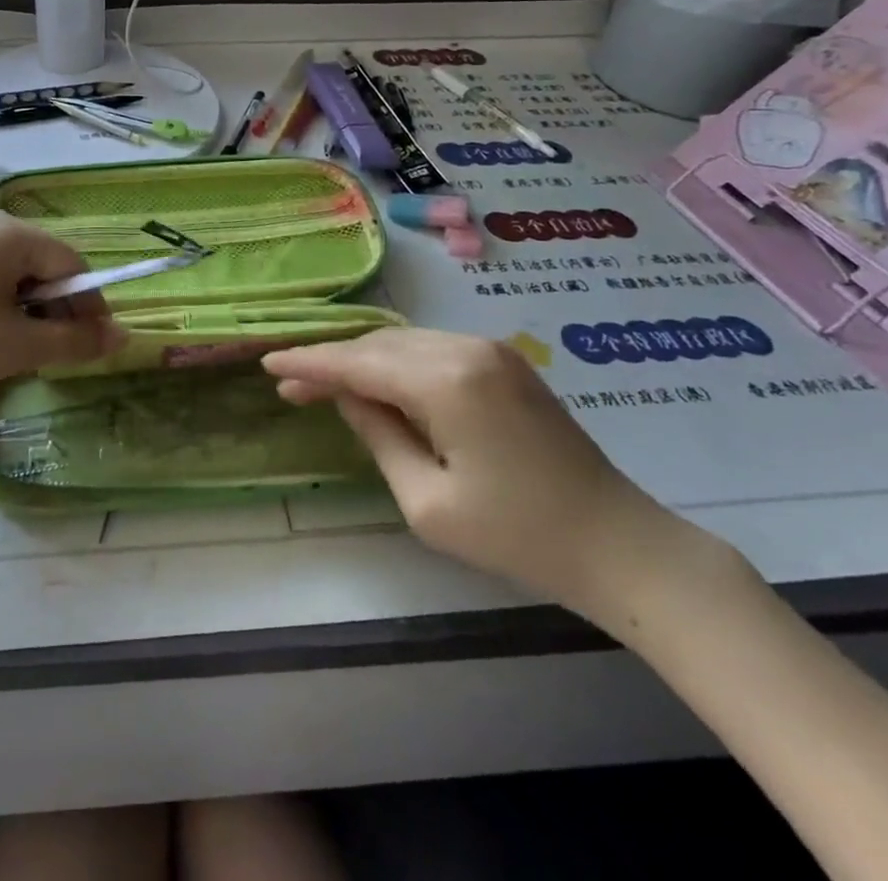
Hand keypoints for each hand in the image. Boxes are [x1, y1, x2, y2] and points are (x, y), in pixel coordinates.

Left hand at [0, 211, 125, 403]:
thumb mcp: (16, 346)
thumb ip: (75, 340)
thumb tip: (123, 337)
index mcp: (10, 233)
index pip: (72, 264)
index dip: (89, 307)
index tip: (94, 348)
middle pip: (44, 266)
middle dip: (56, 311)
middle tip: (53, 356)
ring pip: (16, 276)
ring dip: (28, 313)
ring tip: (18, 352)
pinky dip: (1, 308)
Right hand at [264, 329, 693, 618]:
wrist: (618, 543)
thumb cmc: (518, 536)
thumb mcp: (427, 502)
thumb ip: (378, 436)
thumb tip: (348, 397)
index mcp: (445, 381)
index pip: (358, 363)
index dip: (310, 363)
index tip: (269, 364)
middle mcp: (465, 348)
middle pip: (379, 345)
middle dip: (334, 363)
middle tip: (293, 388)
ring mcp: (490, 350)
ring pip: (405, 344)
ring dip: (365, 362)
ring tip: (330, 389)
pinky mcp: (506, 362)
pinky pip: (433, 350)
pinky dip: (399, 365)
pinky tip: (383, 387)